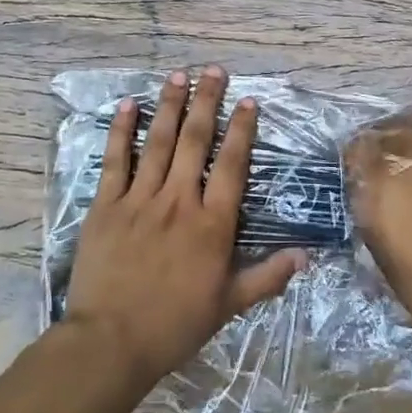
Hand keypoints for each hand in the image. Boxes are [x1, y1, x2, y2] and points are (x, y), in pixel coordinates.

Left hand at [64, 67, 306, 383]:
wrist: (112, 341)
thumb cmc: (174, 325)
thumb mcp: (229, 305)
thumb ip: (267, 277)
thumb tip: (304, 256)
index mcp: (212, 224)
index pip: (232, 165)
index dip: (242, 130)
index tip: (248, 101)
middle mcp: (179, 200)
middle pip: (195, 141)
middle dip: (206, 102)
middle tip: (212, 71)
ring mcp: (140, 199)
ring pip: (158, 142)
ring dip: (169, 105)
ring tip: (177, 75)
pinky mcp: (107, 205)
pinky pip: (115, 160)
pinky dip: (121, 130)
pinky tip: (127, 105)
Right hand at [347, 119, 411, 347]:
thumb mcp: (385, 261)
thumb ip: (376, 221)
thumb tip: (376, 207)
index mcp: (379, 186)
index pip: (359, 149)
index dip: (360, 154)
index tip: (362, 164)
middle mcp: (410, 163)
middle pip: (395, 133)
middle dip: (391, 142)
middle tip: (395, 158)